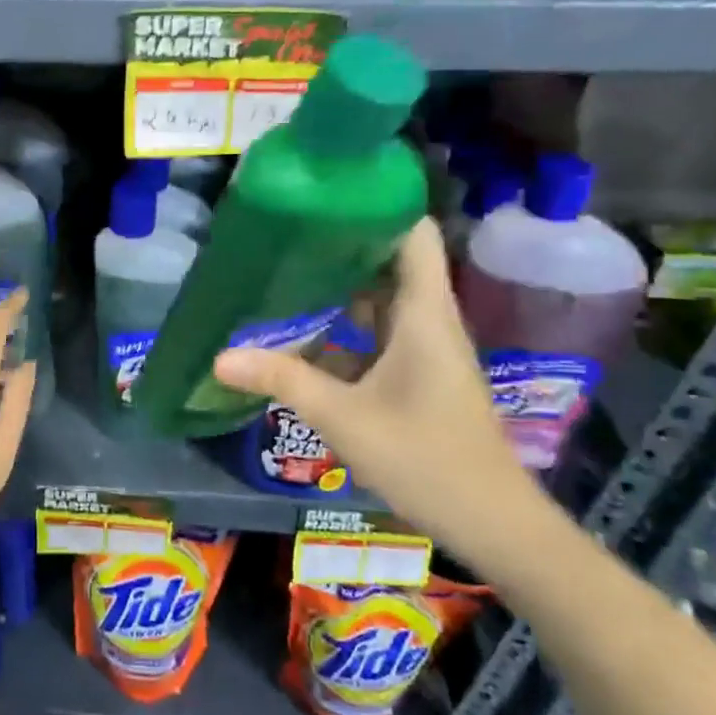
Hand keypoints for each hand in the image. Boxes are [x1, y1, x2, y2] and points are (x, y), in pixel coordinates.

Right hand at [212, 218, 555, 567]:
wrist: (494, 525)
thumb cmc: (427, 459)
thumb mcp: (344, 418)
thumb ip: (283, 381)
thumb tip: (221, 357)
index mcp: (423, 313)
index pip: (413, 232)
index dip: (378, 202)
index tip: (327, 189)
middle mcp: (428, 320)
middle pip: (389, 260)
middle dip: (341, 242)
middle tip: (286, 229)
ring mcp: (425, 348)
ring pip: (381, 299)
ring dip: (339, 286)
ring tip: (284, 269)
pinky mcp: (418, 374)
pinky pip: (378, 333)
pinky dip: (344, 326)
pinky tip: (303, 333)